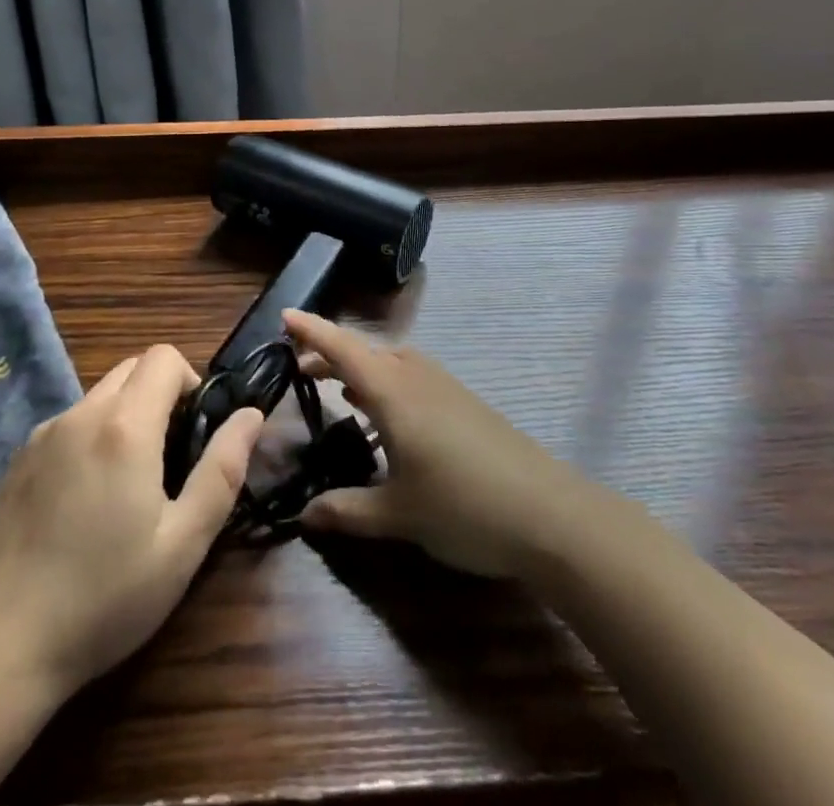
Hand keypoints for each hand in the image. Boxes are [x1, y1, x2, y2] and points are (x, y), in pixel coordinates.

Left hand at [0, 345, 261, 701]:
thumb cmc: (103, 599)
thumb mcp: (183, 544)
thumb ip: (223, 470)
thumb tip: (251, 415)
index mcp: (124, 426)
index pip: (164, 357)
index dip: (190, 381)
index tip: (194, 432)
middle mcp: (79, 415)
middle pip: (130, 369)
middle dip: (159, 395)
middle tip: (168, 459)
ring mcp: (39, 437)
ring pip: (97, 398)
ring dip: (123, 418)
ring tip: (124, 490)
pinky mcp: (14, 464)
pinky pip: (66, 427)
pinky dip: (88, 441)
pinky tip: (80, 507)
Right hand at [285, 309, 584, 577]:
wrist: (548, 514)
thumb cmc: (463, 507)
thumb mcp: (398, 515)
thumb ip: (348, 511)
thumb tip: (304, 517)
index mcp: (394, 391)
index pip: (343, 349)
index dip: (312, 331)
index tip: (285, 315)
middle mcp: (417, 377)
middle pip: (367, 352)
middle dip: (332, 355)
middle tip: (301, 370)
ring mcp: (445, 387)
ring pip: (393, 363)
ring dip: (363, 370)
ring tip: (340, 392)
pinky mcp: (464, 403)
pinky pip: (413, 379)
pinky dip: (388, 385)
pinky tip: (387, 420)